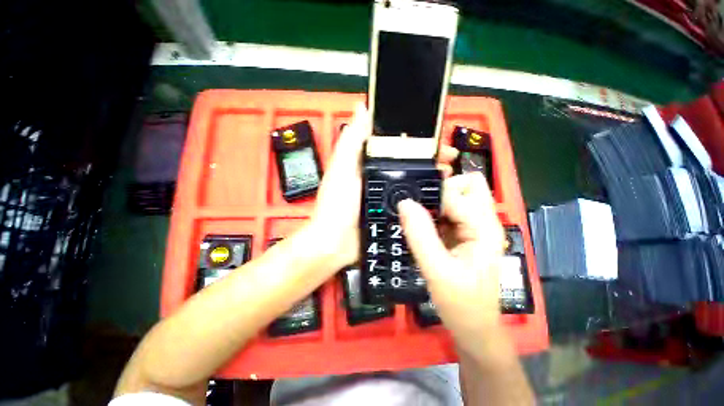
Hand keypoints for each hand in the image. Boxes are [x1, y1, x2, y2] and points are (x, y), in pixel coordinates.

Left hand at [311, 103, 458, 270]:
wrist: (336, 244)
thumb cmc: (336, 205)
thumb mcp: (342, 170)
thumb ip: (351, 142)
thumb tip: (362, 108)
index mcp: (367, 163)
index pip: (393, 144)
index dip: (413, 138)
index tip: (434, 135)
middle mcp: (378, 177)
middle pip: (407, 162)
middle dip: (428, 157)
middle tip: (448, 158)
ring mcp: (387, 196)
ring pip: (412, 181)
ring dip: (430, 176)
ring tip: (449, 174)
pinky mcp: (392, 212)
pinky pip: (412, 201)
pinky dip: (425, 197)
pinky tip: (440, 196)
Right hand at [397, 172, 504, 353]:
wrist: (474, 327)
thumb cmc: (461, 304)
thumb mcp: (437, 271)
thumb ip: (420, 235)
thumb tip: (405, 203)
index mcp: (483, 228)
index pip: (457, 192)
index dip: (433, 195)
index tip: (411, 205)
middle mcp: (483, 222)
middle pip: (469, 184)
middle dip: (442, 188)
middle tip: (421, 208)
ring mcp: (475, 227)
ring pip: (458, 195)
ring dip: (437, 200)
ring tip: (418, 218)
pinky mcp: (464, 233)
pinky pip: (450, 210)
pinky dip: (434, 211)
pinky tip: (423, 226)